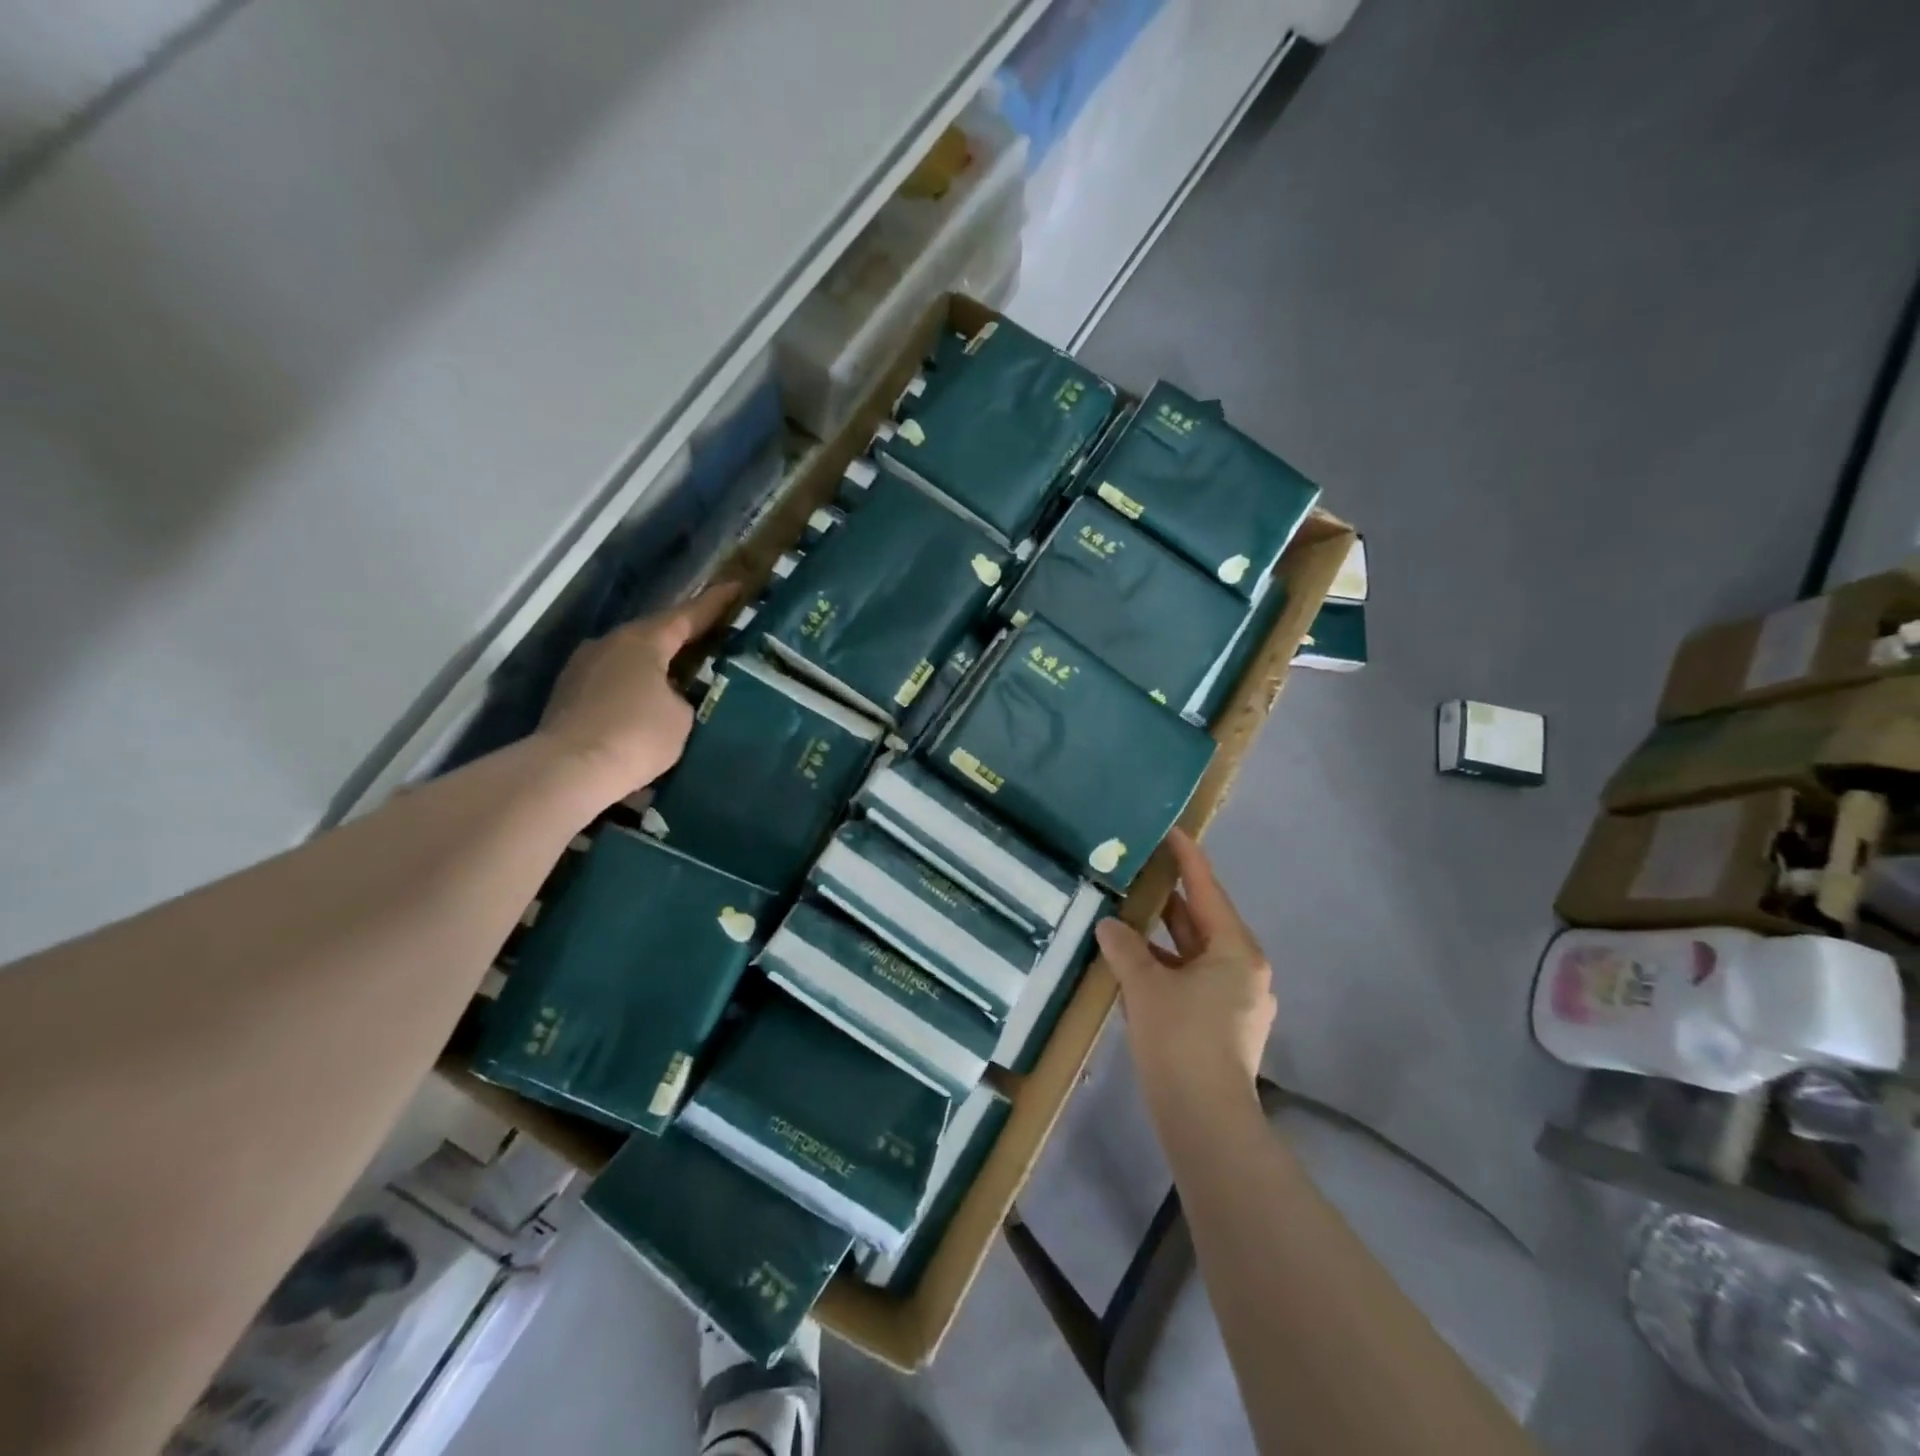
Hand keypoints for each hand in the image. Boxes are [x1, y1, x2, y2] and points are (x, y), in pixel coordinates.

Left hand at [536, 582, 739, 805]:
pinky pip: (613, 684)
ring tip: (681, 680)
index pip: (688, 615)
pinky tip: (647, 709)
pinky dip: (634, 690)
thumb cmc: (636, 735)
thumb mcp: (682, 717)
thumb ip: (684, 697)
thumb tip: (671, 698)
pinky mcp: (569, 695)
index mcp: (643, 640)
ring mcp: (583, 668)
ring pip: (631, 660)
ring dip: (656, 667)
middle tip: (713, 639)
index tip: (736, 587)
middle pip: (655, 634)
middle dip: (683, 638)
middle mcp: (610, 643)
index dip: (715, 602)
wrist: (569, 770)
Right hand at [1096, 829, 1275, 1114]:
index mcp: (1236, 951)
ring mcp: (1236, 1000)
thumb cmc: (1181, 1040)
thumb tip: (1109, 925)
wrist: (1206, 1121)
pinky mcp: (1223, 1026)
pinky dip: (1166, 967)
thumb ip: (1125, 948)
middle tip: (1141, 870)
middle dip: (1172, 899)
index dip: (1188, 858)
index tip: (1172, 830)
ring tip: (1129, 914)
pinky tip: (1135, 964)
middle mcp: (1244, 970)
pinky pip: (1192, 980)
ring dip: (1164, 937)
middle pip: (1203, 921)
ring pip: (1195, 954)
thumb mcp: (1145, 986)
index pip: (1208, 890)